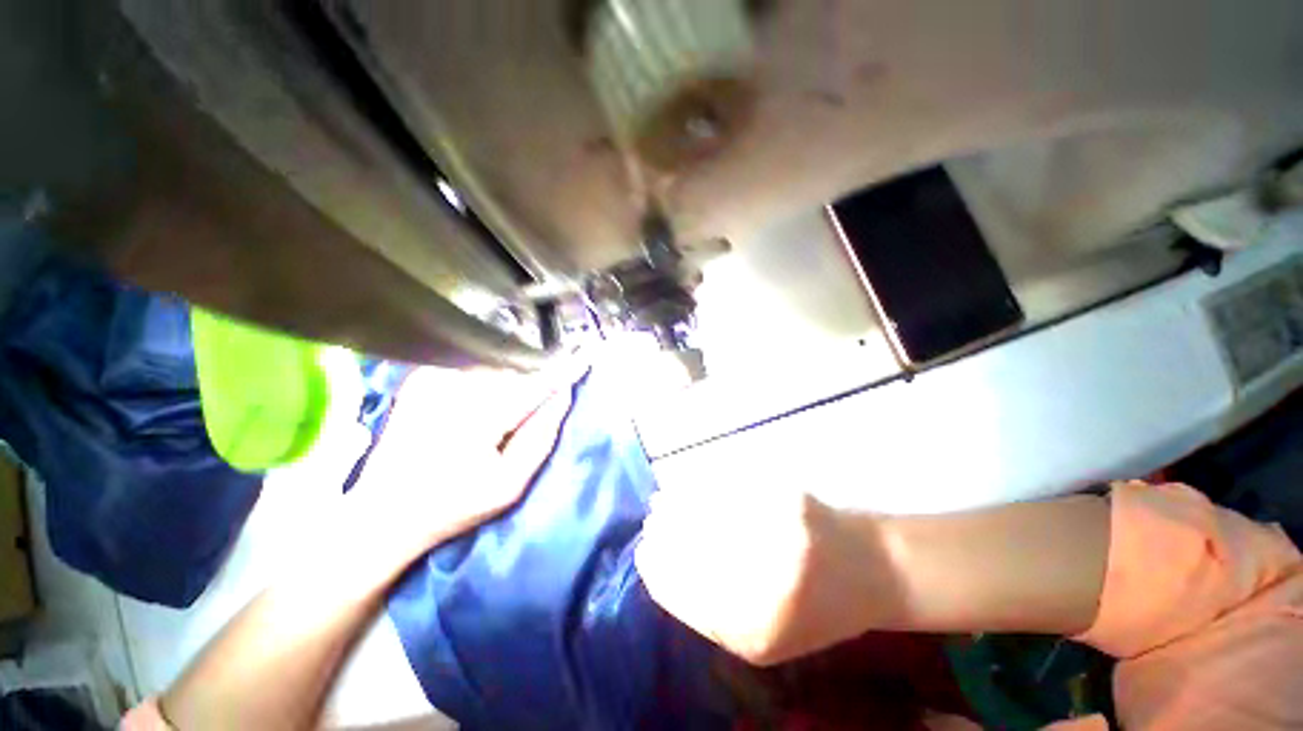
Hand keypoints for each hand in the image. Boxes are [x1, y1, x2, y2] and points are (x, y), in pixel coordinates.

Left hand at [348, 363, 582, 568]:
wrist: (382, 512)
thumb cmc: (453, 505)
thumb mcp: (509, 484)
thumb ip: (541, 436)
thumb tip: (563, 395)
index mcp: (479, 416)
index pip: (534, 383)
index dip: (561, 371)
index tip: (583, 359)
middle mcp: (454, 387)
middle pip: (513, 371)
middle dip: (530, 383)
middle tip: (525, 413)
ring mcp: (432, 379)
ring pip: (492, 368)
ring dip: (506, 382)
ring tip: (498, 415)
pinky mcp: (420, 379)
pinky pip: (469, 369)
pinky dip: (483, 381)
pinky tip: (475, 407)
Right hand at [636, 484, 903, 665]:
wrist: (870, 569)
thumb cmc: (814, 613)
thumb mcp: (761, 641)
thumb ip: (710, 616)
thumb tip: (661, 569)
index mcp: (756, 627)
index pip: (681, 590)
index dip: (656, 567)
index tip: (645, 553)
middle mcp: (766, 575)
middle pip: (687, 543)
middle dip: (660, 530)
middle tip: (651, 522)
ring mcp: (777, 528)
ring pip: (702, 508)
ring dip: (674, 503)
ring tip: (662, 502)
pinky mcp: (784, 493)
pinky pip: (724, 486)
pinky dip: (699, 485)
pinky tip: (691, 486)